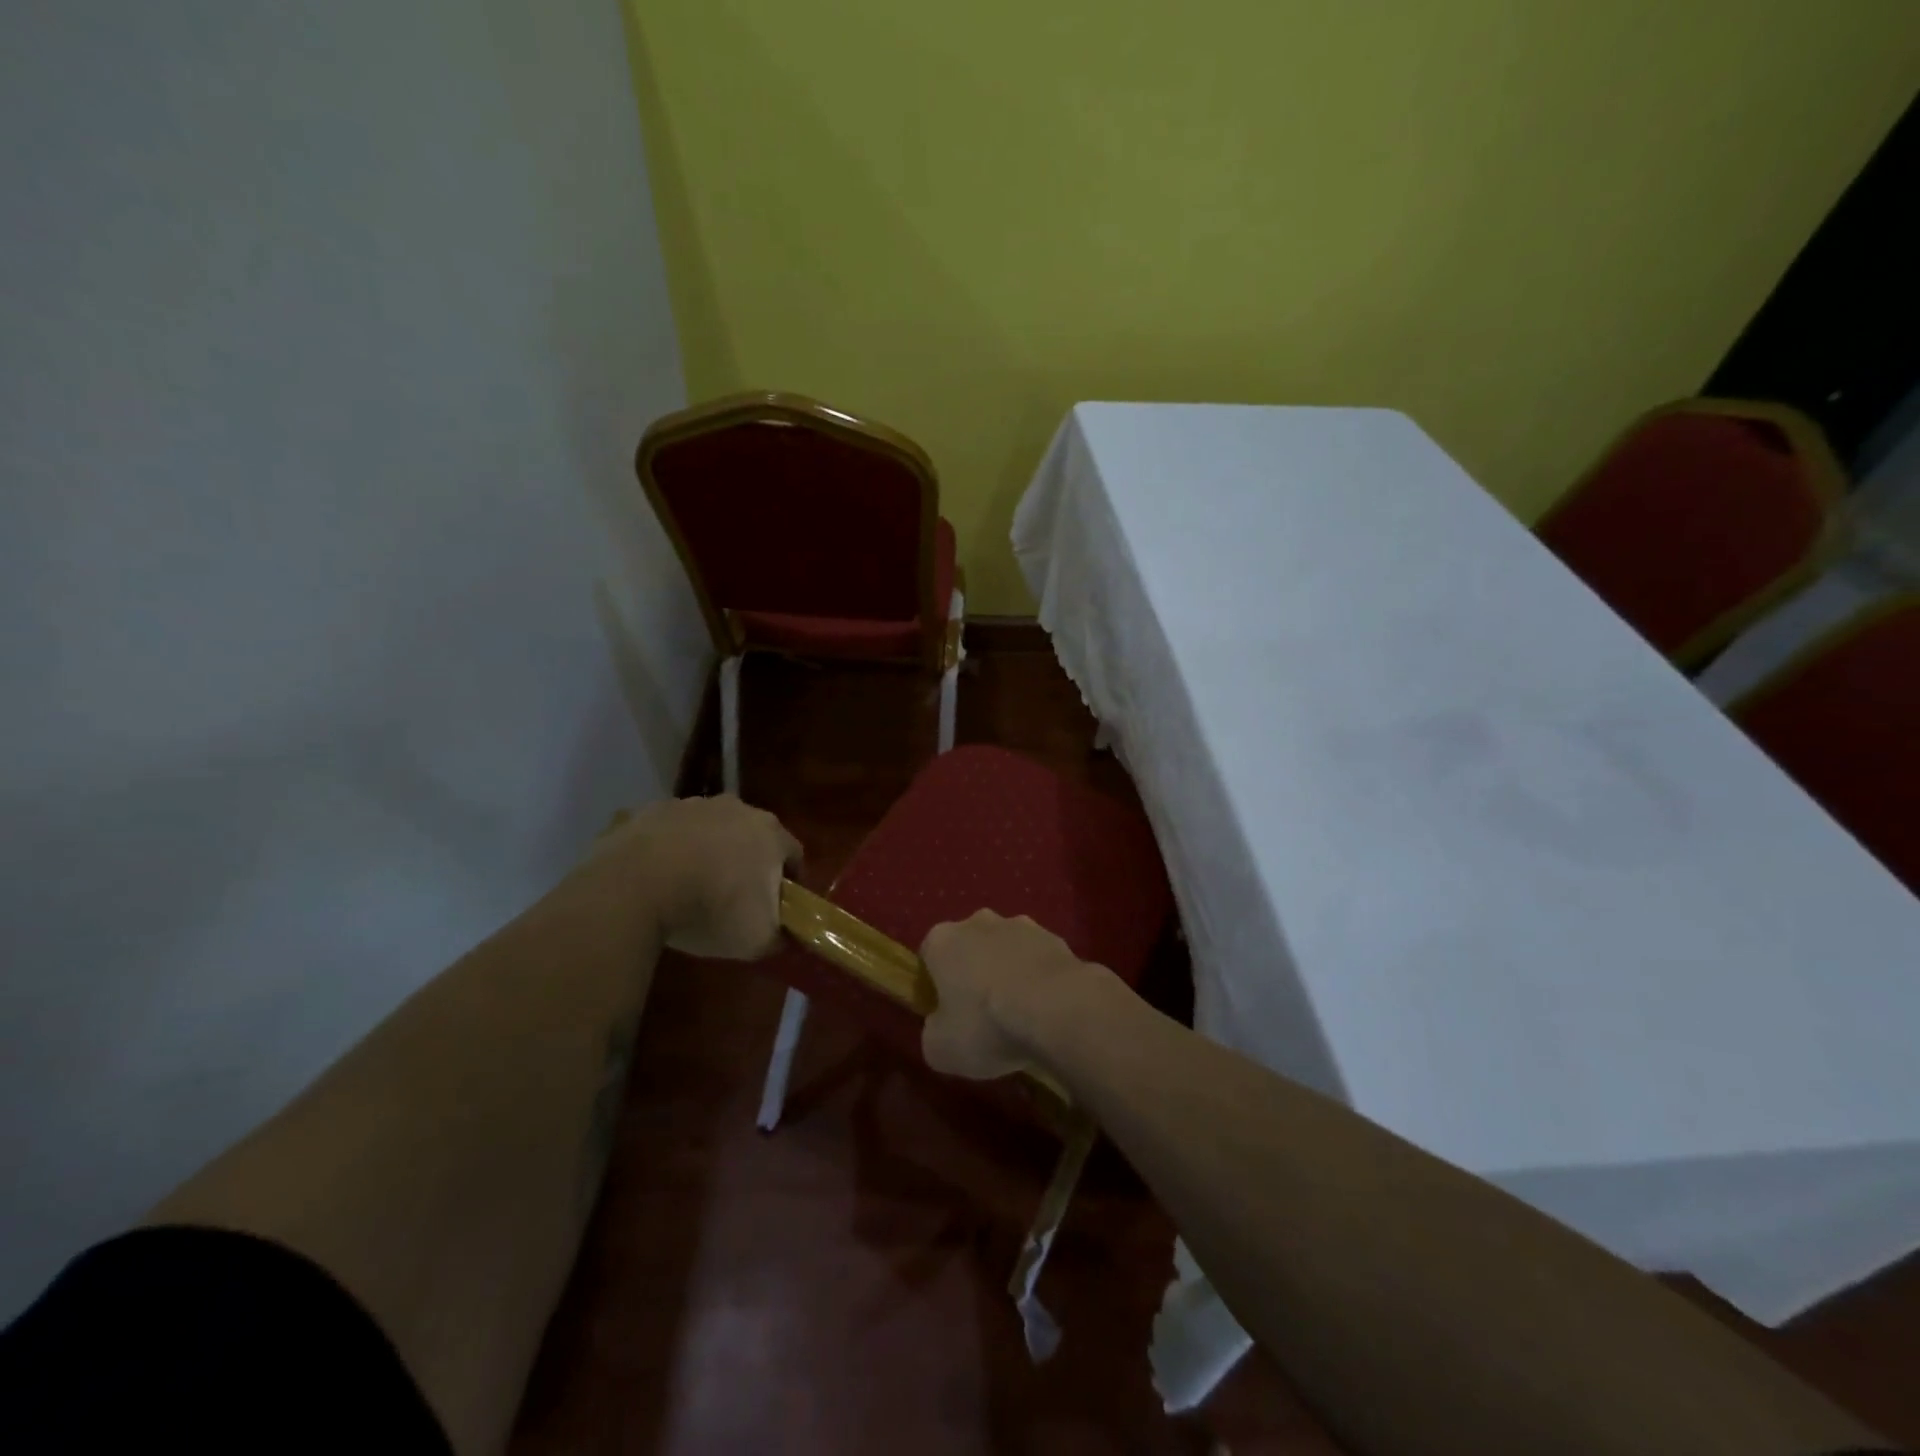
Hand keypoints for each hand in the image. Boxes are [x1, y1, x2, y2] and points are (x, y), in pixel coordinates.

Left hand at [591, 795, 801, 958]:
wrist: (635, 886)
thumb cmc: (710, 908)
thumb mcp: (755, 940)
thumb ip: (777, 937)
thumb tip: (780, 937)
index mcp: (769, 833)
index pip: (793, 855)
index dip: (790, 882)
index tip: (780, 907)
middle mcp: (736, 808)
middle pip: (750, 836)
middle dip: (746, 862)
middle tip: (734, 898)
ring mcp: (690, 805)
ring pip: (707, 830)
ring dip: (705, 852)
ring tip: (689, 888)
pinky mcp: (650, 811)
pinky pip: (668, 833)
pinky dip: (667, 851)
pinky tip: (656, 879)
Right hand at [918, 910, 1099, 1079]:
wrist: (1057, 1008)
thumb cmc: (986, 1025)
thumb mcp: (940, 1049)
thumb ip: (933, 1033)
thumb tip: (941, 1028)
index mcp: (942, 940)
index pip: (928, 956)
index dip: (934, 985)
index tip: (945, 1014)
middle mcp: (978, 921)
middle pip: (969, 947)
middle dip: (973, 973)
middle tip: (981, 1015)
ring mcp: (1020, 925)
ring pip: (1006, 950)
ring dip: (1008, 972)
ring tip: (1019, 1015)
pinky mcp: (1055, 937)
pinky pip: (1037, 959)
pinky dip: (1038, 978)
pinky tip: (1047, 1009)